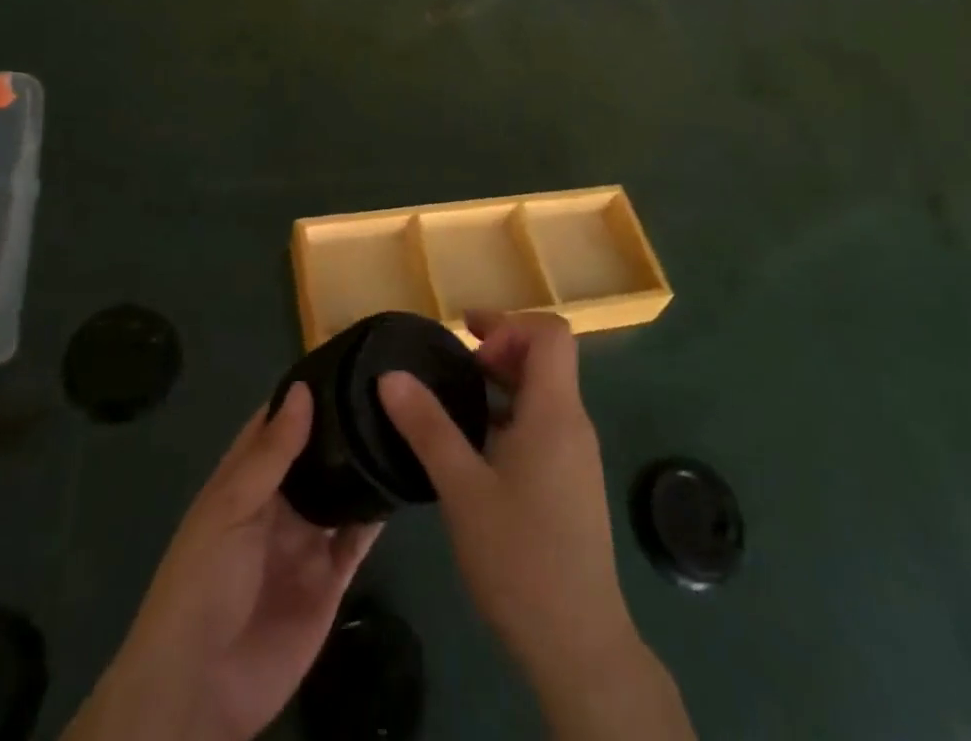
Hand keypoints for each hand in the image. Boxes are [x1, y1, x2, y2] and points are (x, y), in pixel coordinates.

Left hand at [64, 384, 380, 740]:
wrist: (201, 689)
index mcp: (245, 480)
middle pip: (315, 454)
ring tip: (404, 420)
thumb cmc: (203, 582)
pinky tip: (403, 478)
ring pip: (341, 490)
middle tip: (389, 384)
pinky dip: (378, 511)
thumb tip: (303, 389)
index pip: (277, 424)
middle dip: (342, 424)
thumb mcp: (230, 507)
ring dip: (363, 463)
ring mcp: (306, 540)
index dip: (304, 394)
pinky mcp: (331, 579)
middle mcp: (278, 503)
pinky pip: (358, 537)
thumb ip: (271, 453)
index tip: (345, 359)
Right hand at [379, 311, 694, 740]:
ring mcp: (577, 455)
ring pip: (545, 392)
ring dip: (503, 382)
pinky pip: (544, 424)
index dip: (508, 324)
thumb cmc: (520, 558)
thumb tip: (390, 375)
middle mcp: (573, 423)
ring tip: (457, 400)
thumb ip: (427, 426)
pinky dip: (511, 414)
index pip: (549, 333)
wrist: (580, 646)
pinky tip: (476, 448)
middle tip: (453, 364)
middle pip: (547, 358)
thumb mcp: (462, 488)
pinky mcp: (572, 483)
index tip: (466, 341)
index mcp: (555, 411)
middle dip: (500, 347)